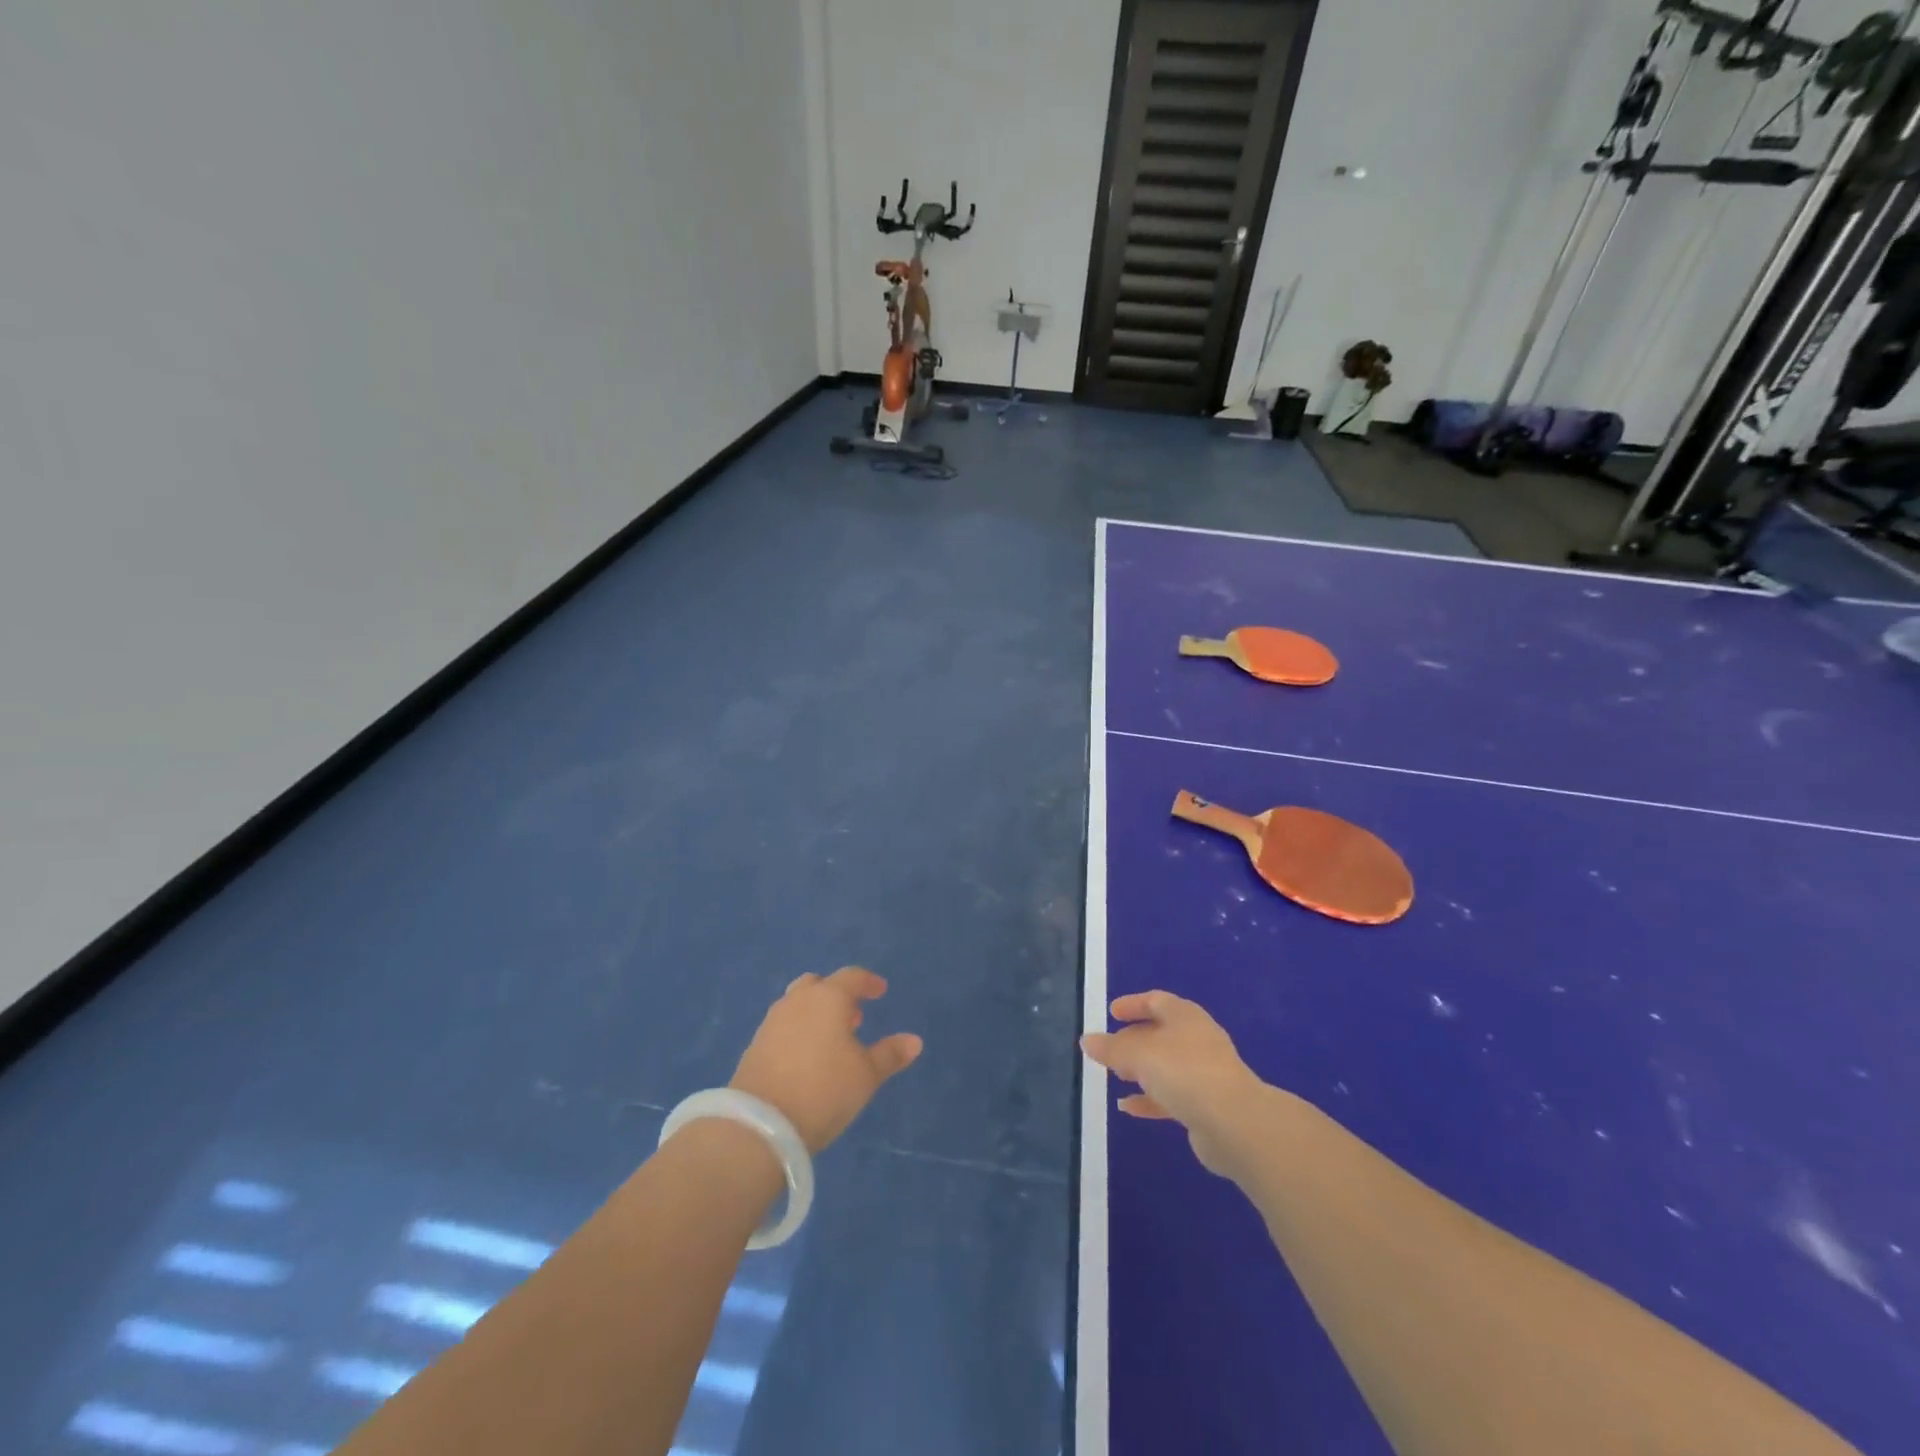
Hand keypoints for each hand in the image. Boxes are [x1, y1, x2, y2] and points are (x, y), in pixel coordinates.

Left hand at [730, 967, 922, 1152]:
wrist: (760, 1125)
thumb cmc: (824, 1090)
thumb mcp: (866, 1075)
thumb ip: (890, 1054)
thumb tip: (915, 1041)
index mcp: (828, 998)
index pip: (852, 977)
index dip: (868, 982)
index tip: (880, 991)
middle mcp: (797, 1001)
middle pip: (818, 984)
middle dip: (837, 995)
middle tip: (853, 1016)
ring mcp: (772, 1022)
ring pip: (797, 1004)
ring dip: (815, 1012)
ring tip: (831, 1039)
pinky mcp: (755, 1045)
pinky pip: (783, 1026)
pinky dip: (798, 1031)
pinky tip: (806, 1057)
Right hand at [1081, 991, 1263, 1175]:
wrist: (1234, 1124)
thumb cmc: (1184, 1072)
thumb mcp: (1138, 1054)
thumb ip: (1111, 1048)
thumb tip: (1087, 1040)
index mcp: (1185, 1016)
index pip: (1156, 1001)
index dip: (1133, 1005)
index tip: (1112, 1013)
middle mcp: (1197, 1040)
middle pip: (1160, 1034)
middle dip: (1133, 1040)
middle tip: (1109, 1049)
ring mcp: (1205, 1074)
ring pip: (1166, 1066)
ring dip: (1141, 1071)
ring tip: (1115, 1076)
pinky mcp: (1207, 1106)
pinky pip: (1171, 1096)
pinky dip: (1149, 1099)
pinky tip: (1127, 1108)